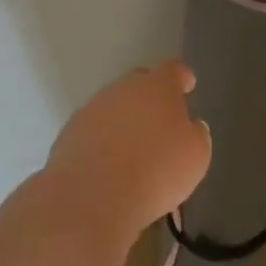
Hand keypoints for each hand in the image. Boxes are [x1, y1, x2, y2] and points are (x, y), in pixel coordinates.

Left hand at [41, 61, 211, 243]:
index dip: (181, 78)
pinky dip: (104, 142)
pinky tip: (111, 165)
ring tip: (135, 150)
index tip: (187, 85)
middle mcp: (122, 89)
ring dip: (125, 121)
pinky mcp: (69, 133)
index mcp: (157, 87)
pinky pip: (94, 131)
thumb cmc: (157, 170)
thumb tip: (190, 127)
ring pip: (114, 107)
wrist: (92, 195)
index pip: (173, 70)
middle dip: (151, 98)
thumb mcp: (195, 156)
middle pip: (139, 84)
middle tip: (161, 120)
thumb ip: (195, 135)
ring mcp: (92, 109)